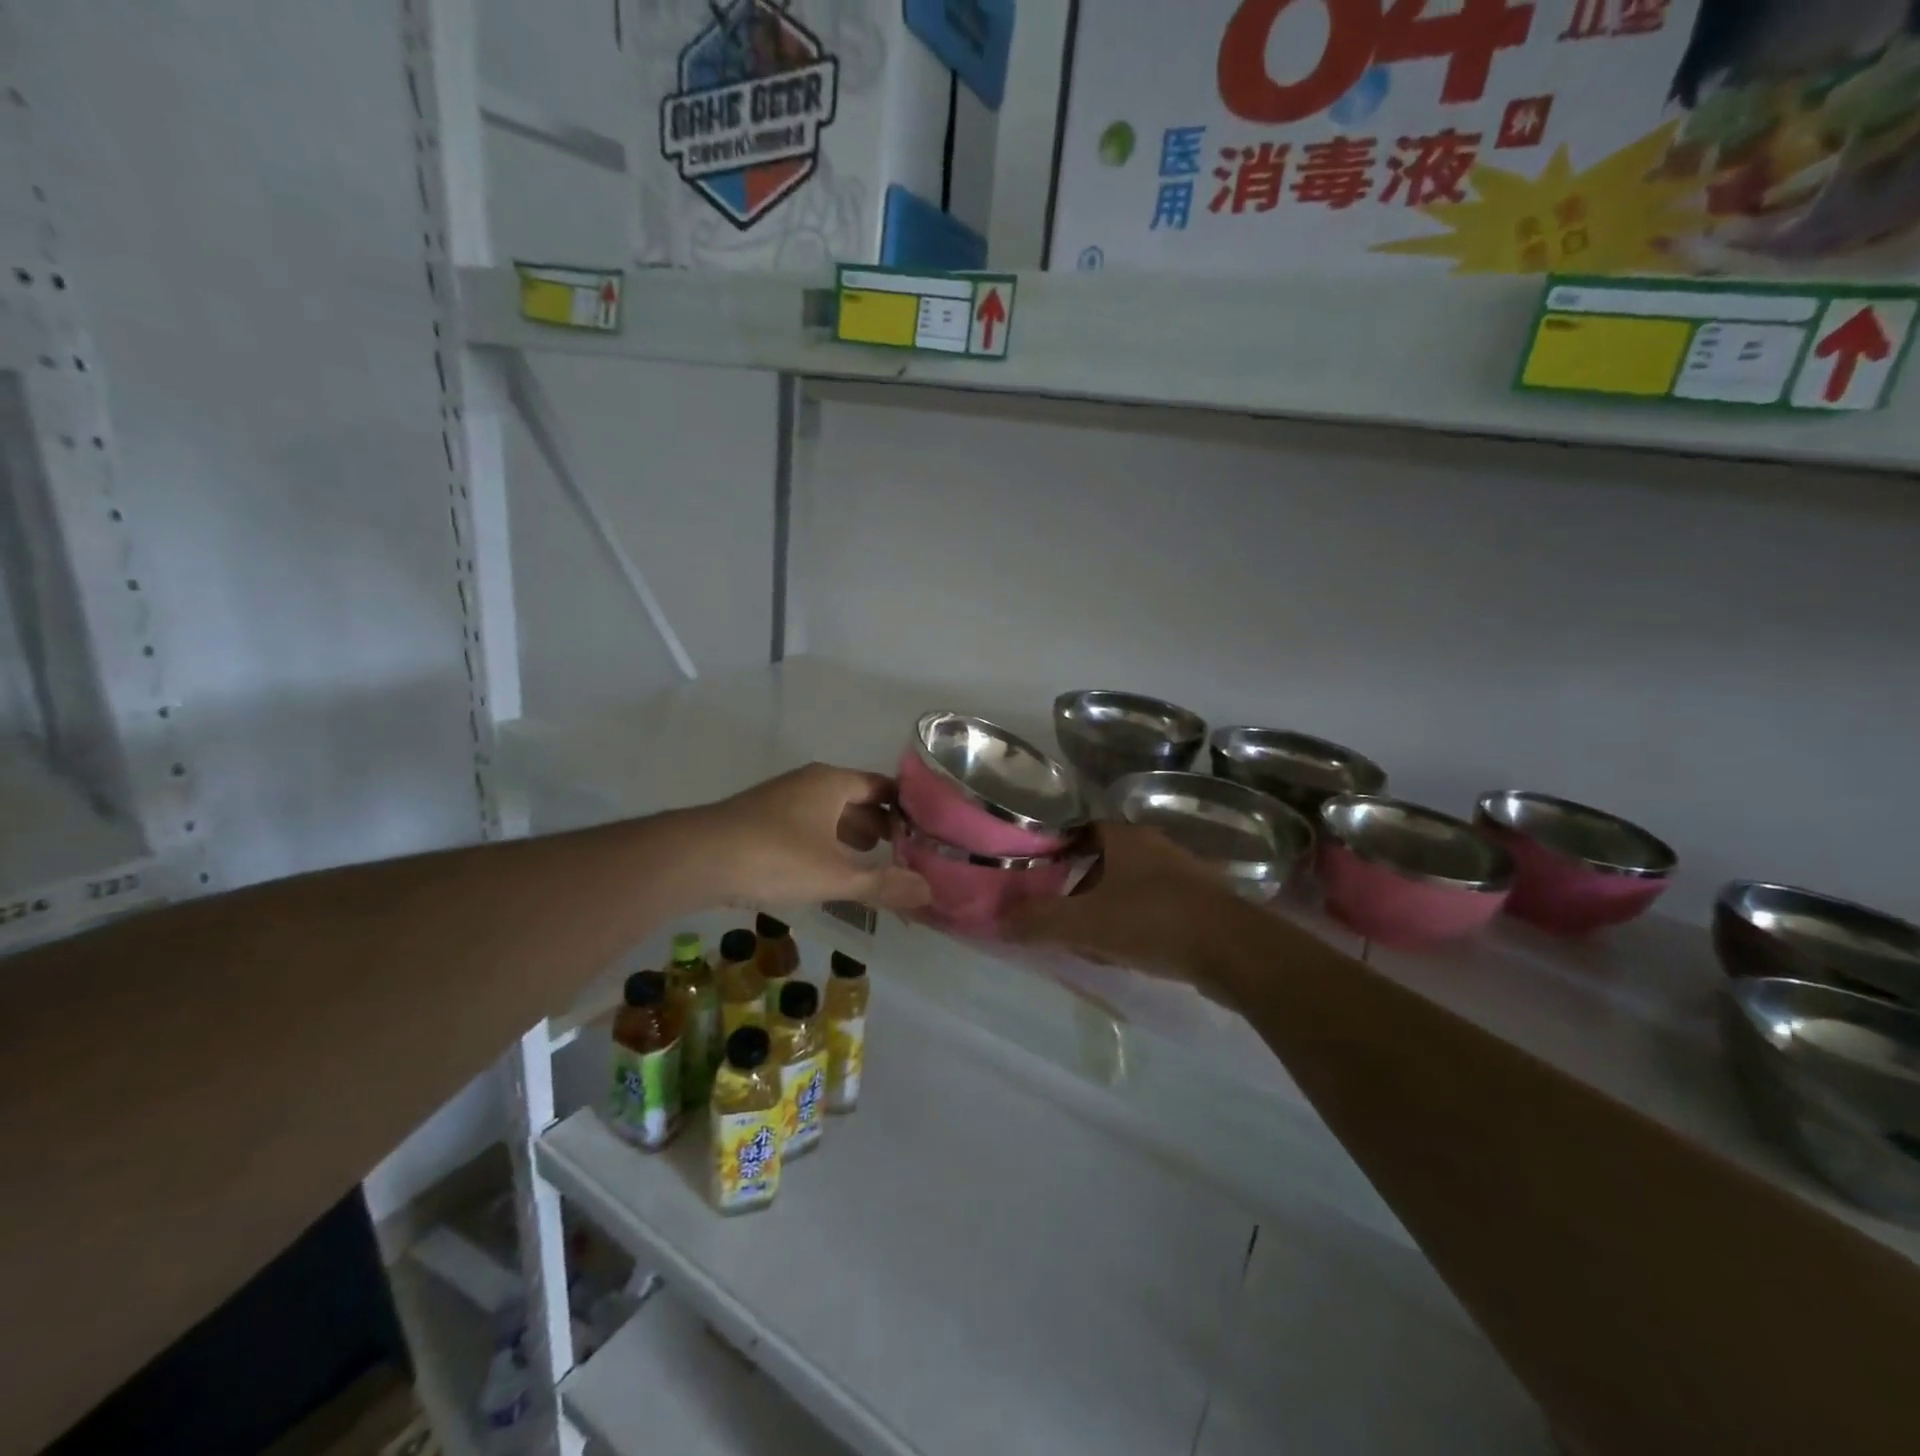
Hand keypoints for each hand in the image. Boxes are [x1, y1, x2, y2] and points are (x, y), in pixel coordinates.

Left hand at [700, 763, 930, 913]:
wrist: (697, 858)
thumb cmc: (776, 857)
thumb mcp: (836, 875)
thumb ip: (883, 884)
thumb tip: (929, 892)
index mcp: (832, 783)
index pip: (882, 786)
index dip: (905, 807)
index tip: (926, 831)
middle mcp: (809, 783)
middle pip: (856, 798)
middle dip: (880, 824)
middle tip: (905, 850)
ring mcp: (782, 800)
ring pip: (829, 813)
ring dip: (851, 834)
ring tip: (873, 859)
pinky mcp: (761, 821)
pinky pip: (807, 826)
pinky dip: (826, 842)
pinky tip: (828, 868)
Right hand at [1002, 822, 1240, 995]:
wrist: (1234, 951)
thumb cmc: (1153, 921)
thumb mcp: (1086, 923)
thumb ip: (1039, 921)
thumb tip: (997, 921)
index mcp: (1126, 838)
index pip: (1081, 832)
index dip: (1057, 853)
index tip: (1039, 878)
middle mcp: (1155, 847)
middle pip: (1104, 862)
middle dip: (1081, 891)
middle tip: (1062, 918)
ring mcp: (1183, 874)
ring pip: (1129, 888)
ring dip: (1108, 911)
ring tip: (1092, 944)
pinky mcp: (1202, 904)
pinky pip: (1155, 909)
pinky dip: (1136, 926)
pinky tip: (1130, 954)